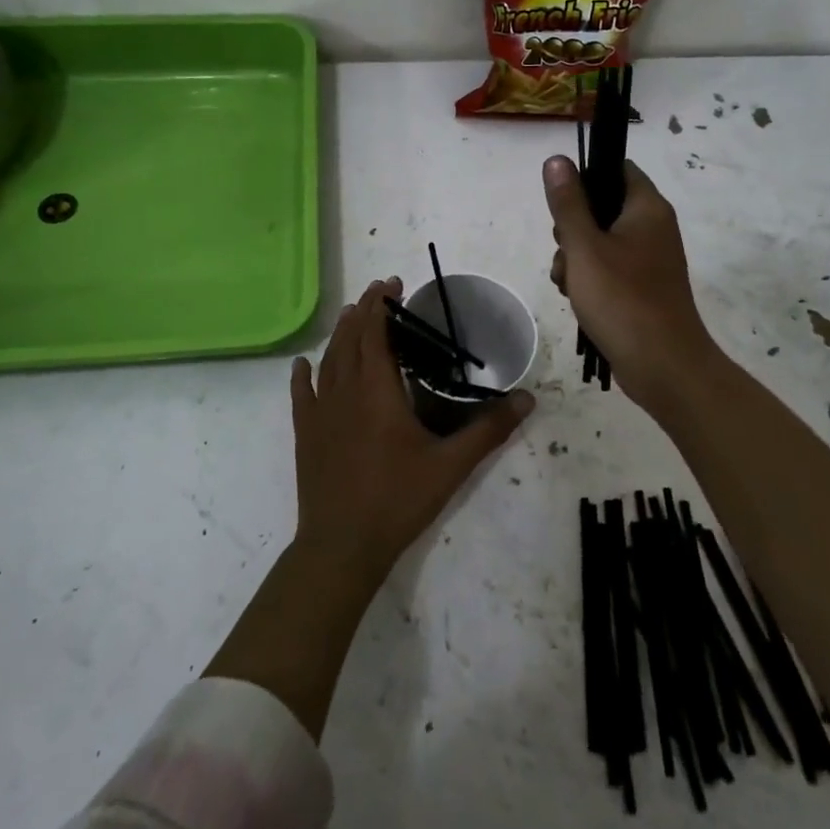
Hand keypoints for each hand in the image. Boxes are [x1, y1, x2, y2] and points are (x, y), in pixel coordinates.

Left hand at [290, 276, 534, 583]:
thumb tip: (527, 399)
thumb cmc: (398, 499)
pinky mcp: (306, 434)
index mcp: (377, 391)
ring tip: (351, 316)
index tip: (393, 284)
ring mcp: (320, 413)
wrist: (342, 544)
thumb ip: (488, 430)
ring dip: (340, 334)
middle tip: (378, 291)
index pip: (377, 334)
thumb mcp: (451, 465)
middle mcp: (345, 392)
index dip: (383, 306)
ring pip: (328, 361)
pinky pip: (302, 395)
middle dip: (364, 311)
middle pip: (351, 339)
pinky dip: (304, 375)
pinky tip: (302, 365)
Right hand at [544, 156, 722, 408]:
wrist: (663, 366)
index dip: (585, 178)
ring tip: (568, 284)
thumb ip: (568, 203)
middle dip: (572, 229)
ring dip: (575, 259)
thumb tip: (557, 159)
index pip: (616, 169)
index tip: (562, 205)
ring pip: (600, 242)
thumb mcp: (584, 247)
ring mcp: (650, 260)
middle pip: (602, 207)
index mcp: (647, 208)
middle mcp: (653, 228)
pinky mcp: (643, 287)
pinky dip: (589, 279)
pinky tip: (577, 299)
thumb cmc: (622, 299)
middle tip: (565, 252)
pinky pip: (609, 269)